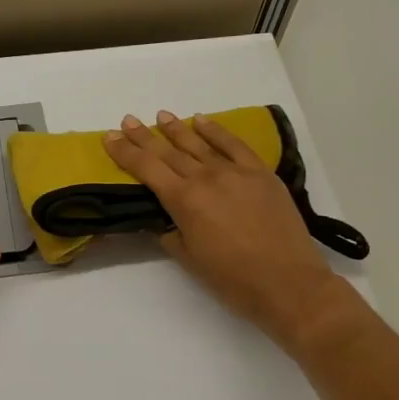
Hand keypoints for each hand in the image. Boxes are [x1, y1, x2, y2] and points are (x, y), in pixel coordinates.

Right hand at [105, 112, 355, 350]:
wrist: (288, 283)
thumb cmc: (233, 280)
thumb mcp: (190, 259)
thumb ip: (172, 234)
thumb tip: (165, 221)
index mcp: (184, 201)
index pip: (147, 169)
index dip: (126, 153)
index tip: (110, 138)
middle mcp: (206, 178)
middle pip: (169, 152)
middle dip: (145, 137)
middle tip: (127, 121)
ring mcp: (236, 172)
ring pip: (200, 144)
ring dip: (177, 129)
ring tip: (161, 116)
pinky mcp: (261, 173)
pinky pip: (234, 145)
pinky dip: (217, 131)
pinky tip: (203, 121)